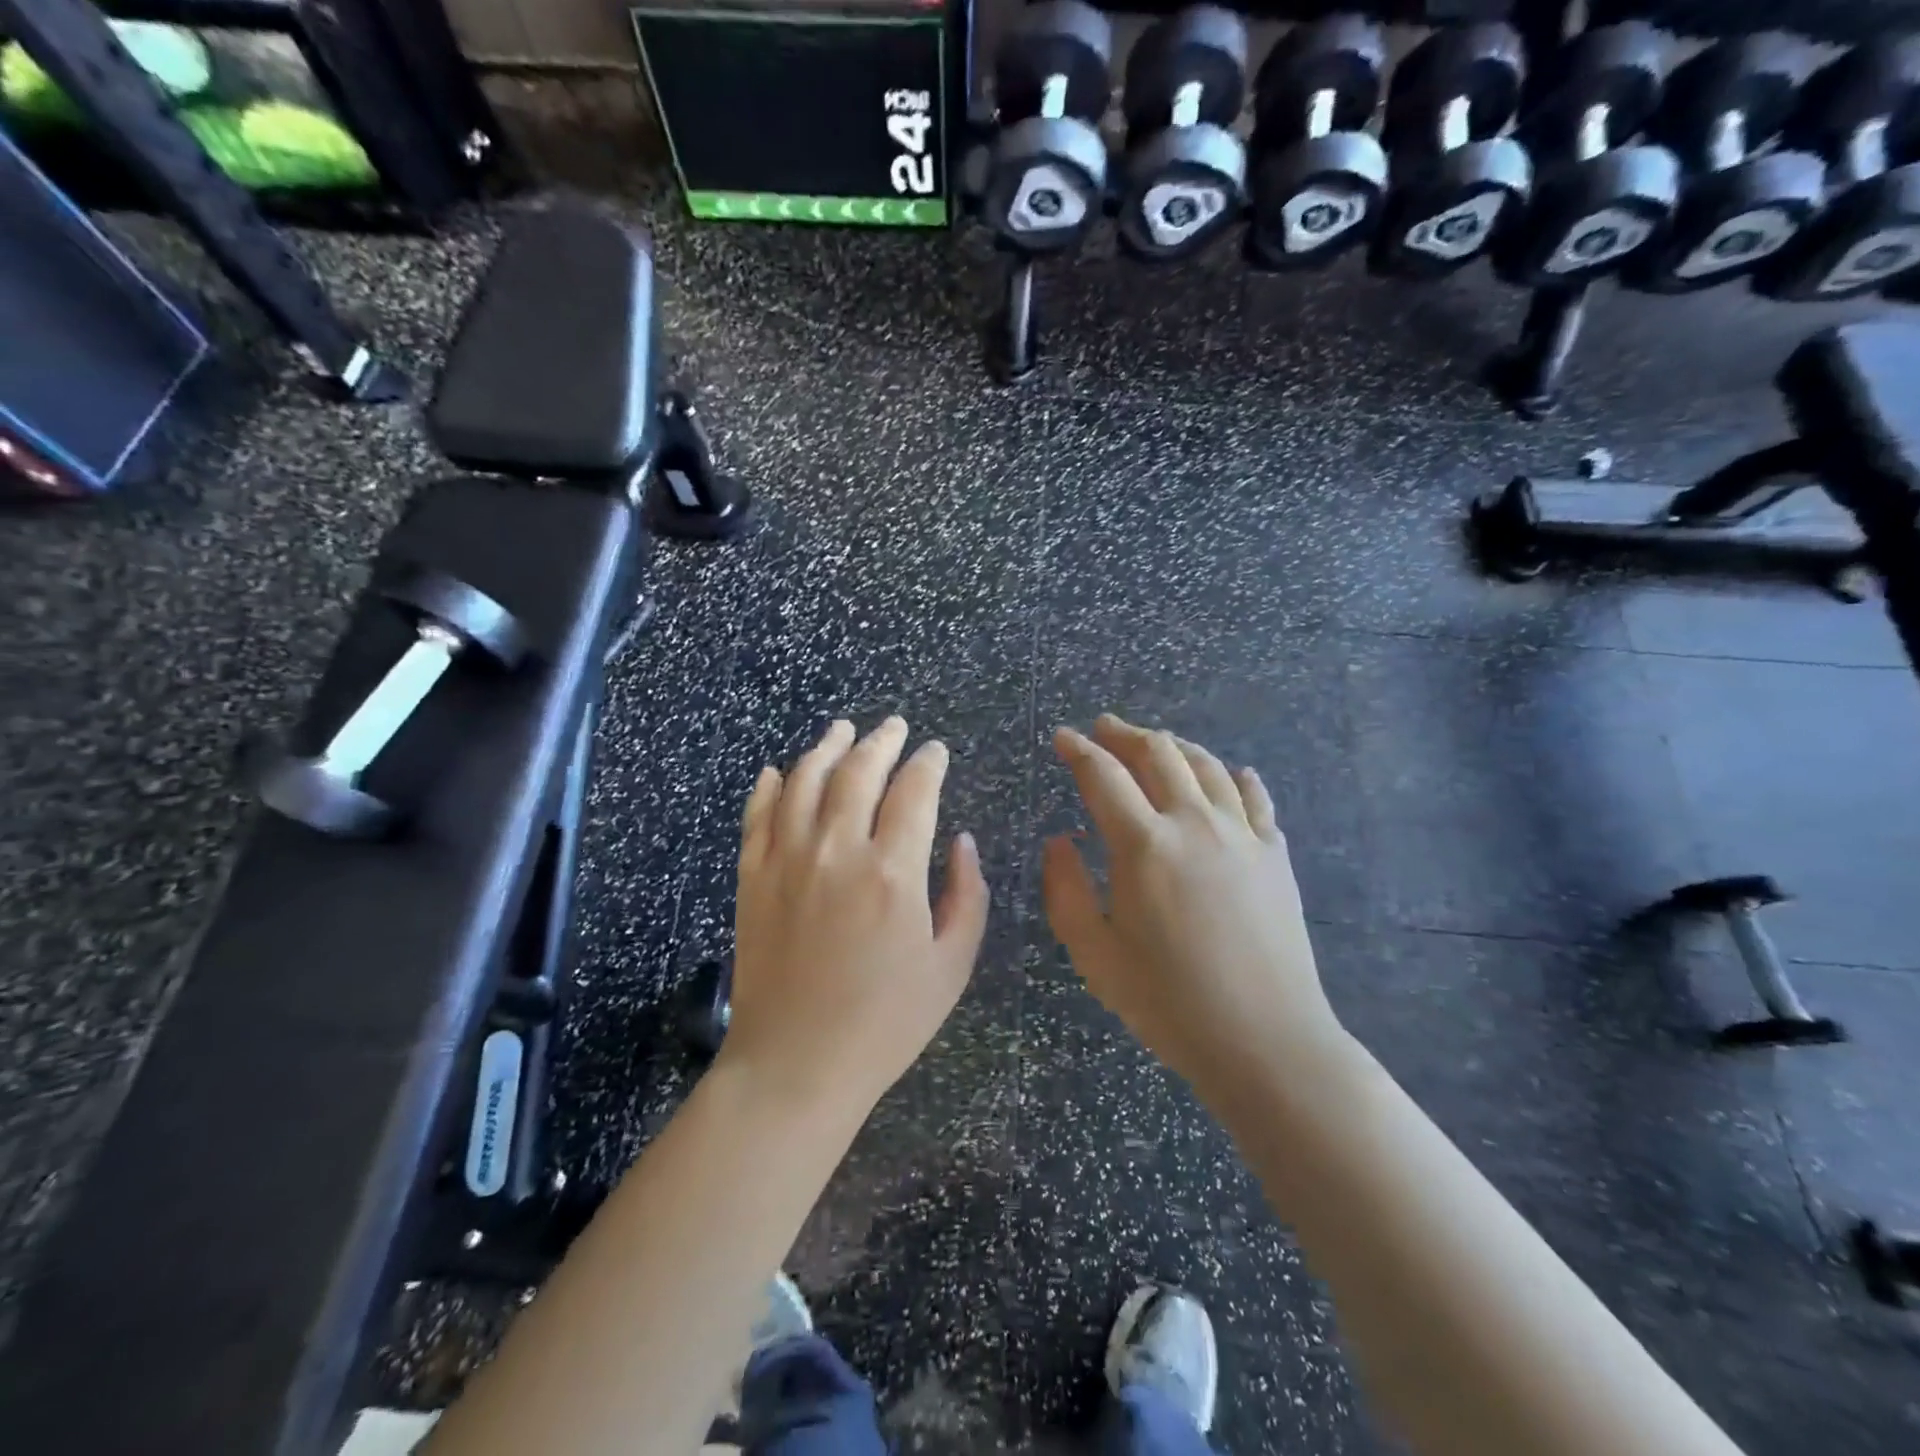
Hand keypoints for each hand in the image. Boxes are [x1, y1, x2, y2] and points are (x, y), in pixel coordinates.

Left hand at [722, 717, 990, 1120]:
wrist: (796, 1066)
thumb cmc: (885, 1023)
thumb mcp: (951, 966)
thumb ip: (966, 895)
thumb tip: (962, 842)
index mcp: (893, 871)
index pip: (915, 791)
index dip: (929, 763)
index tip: (937, 752)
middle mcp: (838, 850)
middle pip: (859, 771)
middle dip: (882, 741)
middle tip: (894, 726)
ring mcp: (787, 860)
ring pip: (805, 780)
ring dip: (826, 747)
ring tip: (841, 729)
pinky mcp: (752, 878)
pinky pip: (757, 815)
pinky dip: (768, 786)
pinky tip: (778, 771)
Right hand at [1042, 714, 1345, 1104]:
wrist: (1266, 1040)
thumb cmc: (1169, 1002)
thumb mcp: (1096, 955)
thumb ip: (1067, 890)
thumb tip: (1060, 840)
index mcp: (1144, 845)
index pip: (1104, 775)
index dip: (1079, 750)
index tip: (1063, 737)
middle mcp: (1194, 823)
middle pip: (1158, 753)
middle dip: (1125, 733)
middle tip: (1104, 728)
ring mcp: (1241, 834)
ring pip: (1206, 765)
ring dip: (1175, 746)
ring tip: (1156, 744)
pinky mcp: (1274, 854)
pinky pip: (1254, 797)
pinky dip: (1234, 776)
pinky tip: (1229, 774)